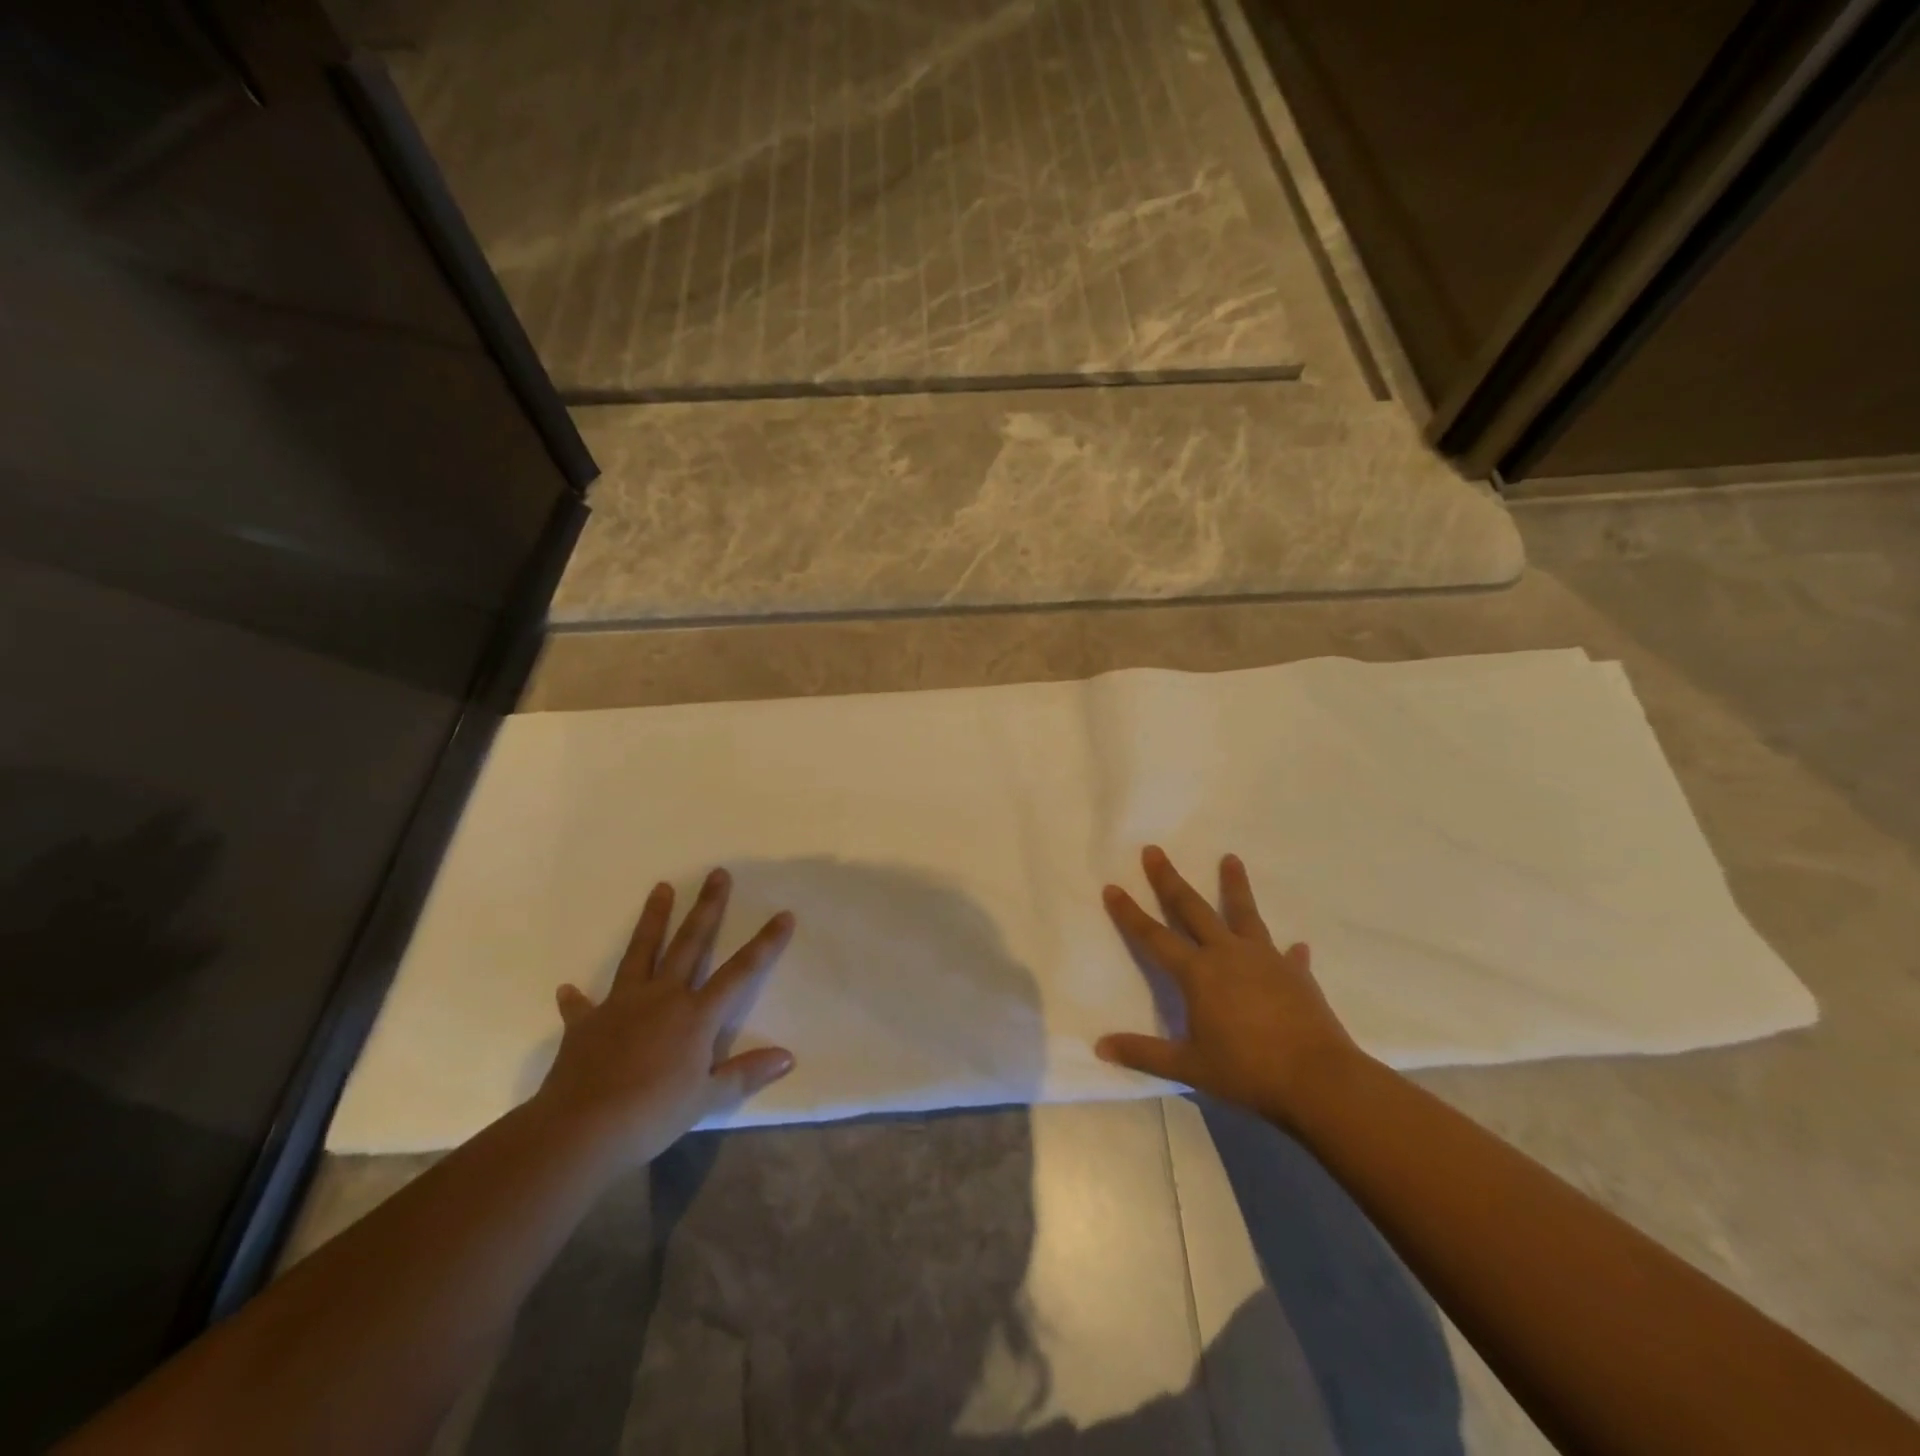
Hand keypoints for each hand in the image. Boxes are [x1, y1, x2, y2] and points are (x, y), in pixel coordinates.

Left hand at [532, 868, 795, 1168]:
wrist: (581, 1130)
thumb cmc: (652, 1114)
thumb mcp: (706, 1098)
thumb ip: (745, 1073)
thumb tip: (788, 1058)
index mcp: (695, 1015)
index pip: (740, 972)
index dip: (765, 943)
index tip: (784, 915)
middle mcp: (662, 997)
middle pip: (690, 943)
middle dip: (707, 907)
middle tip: (716, 874)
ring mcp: (622, 1004)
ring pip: (641, 951)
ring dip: (653, 919)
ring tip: (660, 887)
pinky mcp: (586, 1023)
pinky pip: (582, 1006)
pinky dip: (577, 998)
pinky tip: (568, 988)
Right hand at [1096, 846, 1361, 1128]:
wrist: (1318, 1080)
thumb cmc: (1247, 1071)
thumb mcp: (1189, 1067)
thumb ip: (1144, 1054)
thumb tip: (1101, 1046)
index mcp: (1198, 973)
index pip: (1154, 936)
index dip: (1130, 913)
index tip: (1112, 887)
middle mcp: (1228, 954)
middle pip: (1193, 909)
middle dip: (1170, 880)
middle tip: (1154, 851)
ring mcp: (1265, 960)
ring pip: (1244, 914)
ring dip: (1235, 886)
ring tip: (1231, 858)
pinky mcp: (1296, 975)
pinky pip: (1288, 956)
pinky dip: (1288, 951)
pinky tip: (1296, 946)